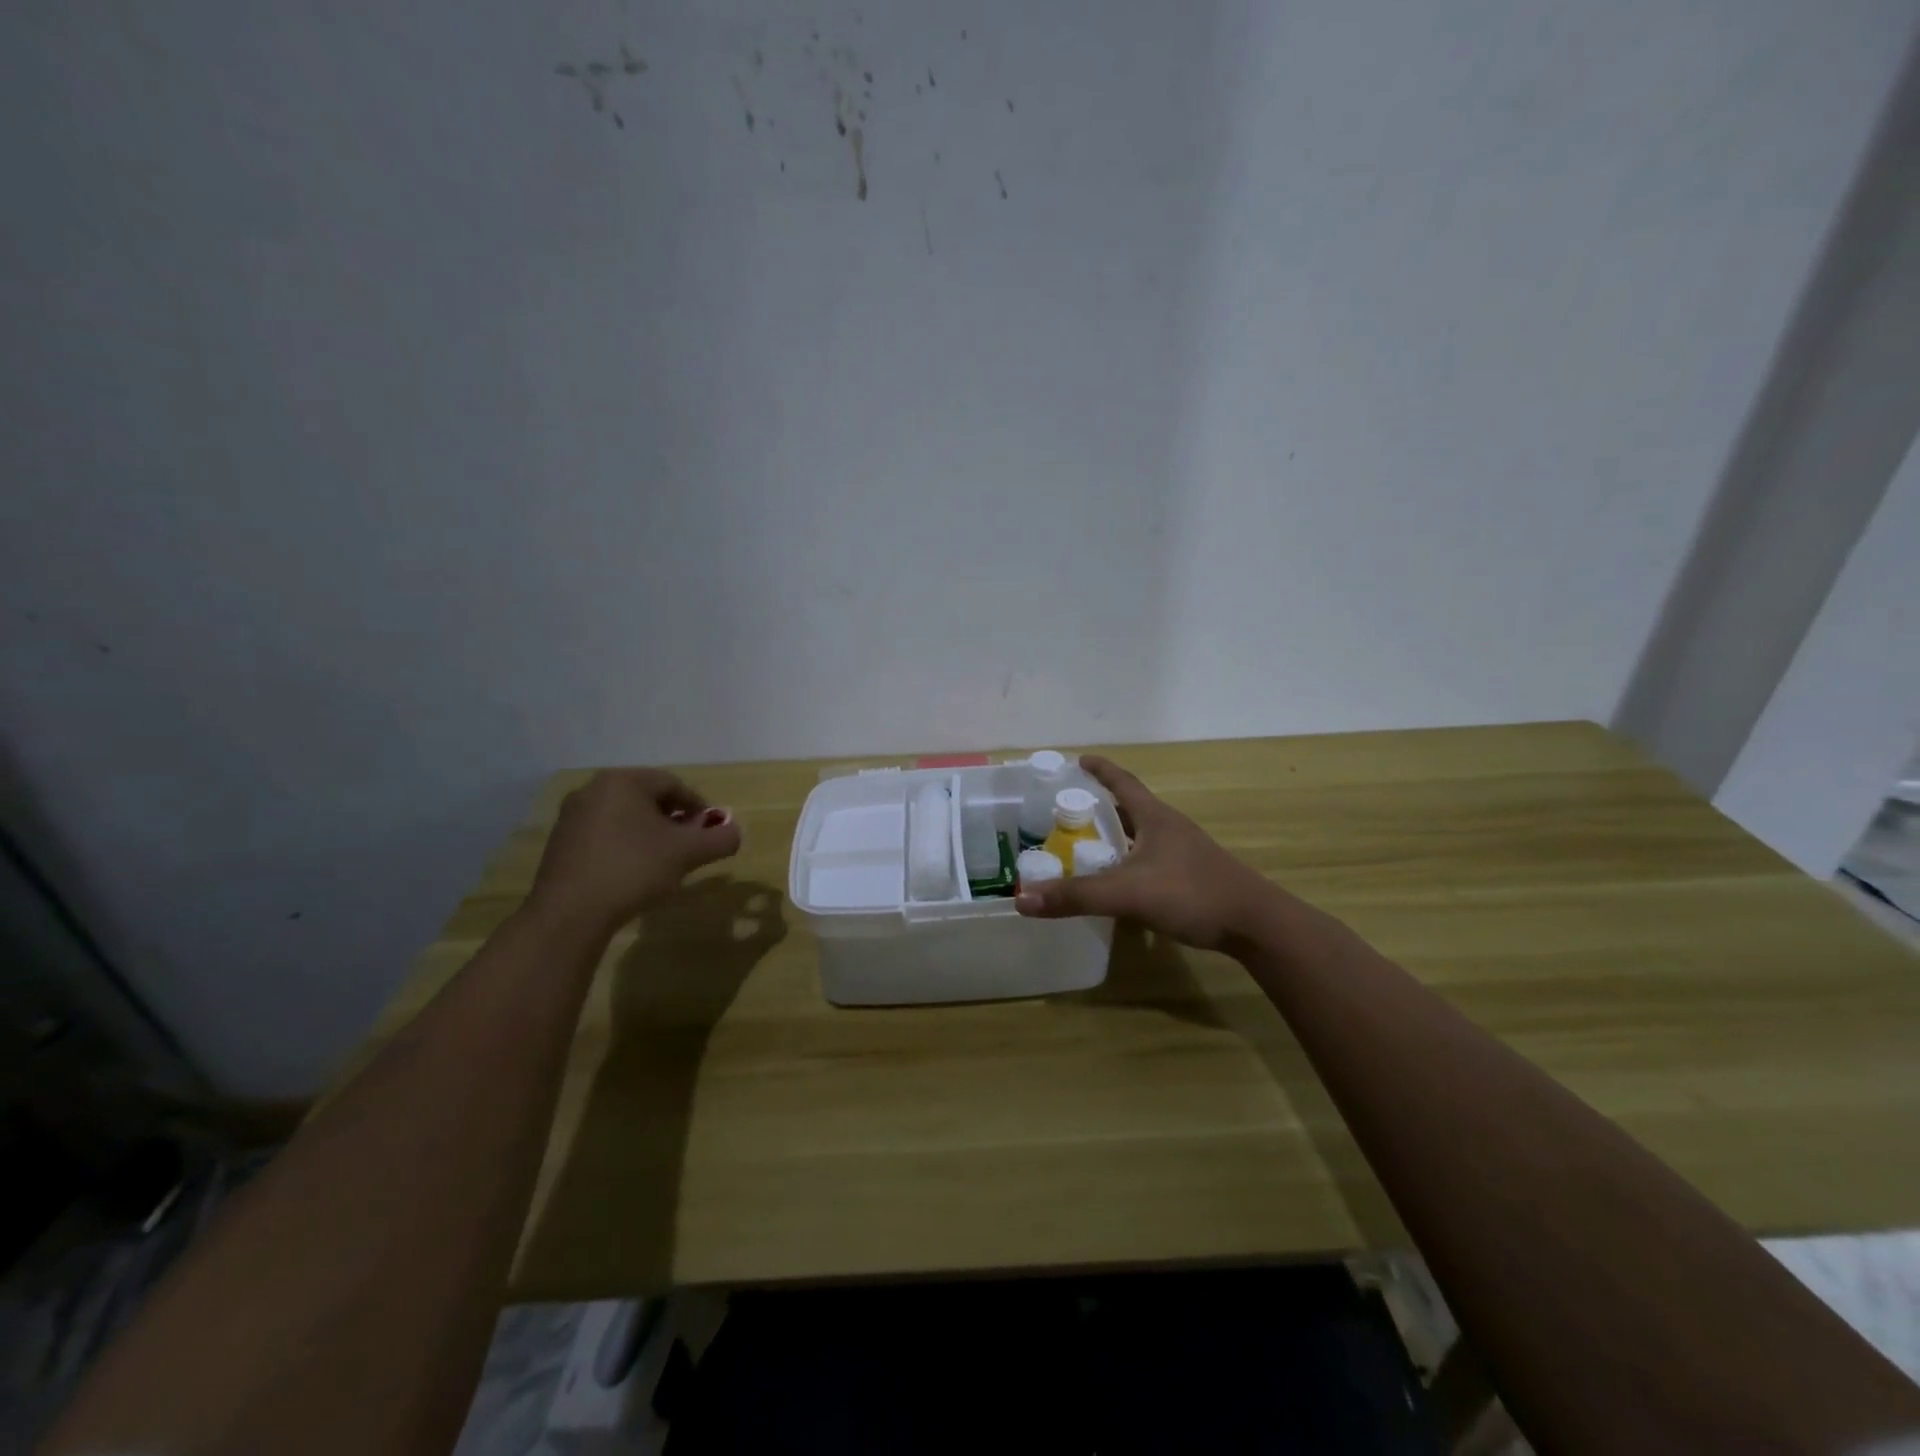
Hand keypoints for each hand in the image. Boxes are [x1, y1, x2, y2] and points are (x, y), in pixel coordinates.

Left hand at [527, 769, 741, 933]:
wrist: (569, 914)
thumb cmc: (633, 869)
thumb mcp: (688, 853)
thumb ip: (720, 839)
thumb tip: (735, 833)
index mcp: (623, 781)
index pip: (673, 784)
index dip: (698, 806)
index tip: (710, 830)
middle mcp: (593, 789)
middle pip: (647, 798)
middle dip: (673, 819)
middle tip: (690, 844)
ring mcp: (572, 816)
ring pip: (624, 817)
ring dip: (649, 833)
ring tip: (664, 861)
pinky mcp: (560, 843)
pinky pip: (603, 834)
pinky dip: (625, 846)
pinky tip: (633, 871)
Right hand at [1015, 755, 1281, 953]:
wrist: (1255, 924)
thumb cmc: (1191, 893)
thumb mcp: (1127, 893)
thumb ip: (1075, 896)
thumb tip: (1022, 898)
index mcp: (1155, 818)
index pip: (1123, 783)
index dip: (1101, 770)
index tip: (1080, 760)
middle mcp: (1170, 828)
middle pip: (1132, 807)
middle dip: (1103, 805)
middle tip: (1072, 810)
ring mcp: (1185, 852)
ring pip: (1143, 835)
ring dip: (1118, 836)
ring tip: (1090, 845)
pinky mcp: (1193, 876)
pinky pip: (1153, 859)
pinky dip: (1131, 862)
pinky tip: (1122, 883)